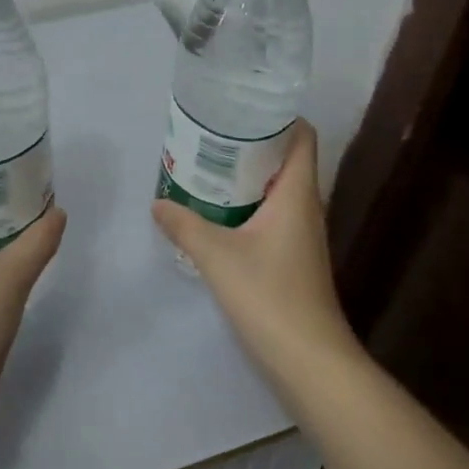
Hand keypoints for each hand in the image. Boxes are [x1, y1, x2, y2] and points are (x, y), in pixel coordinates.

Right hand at [151, 120, 360, 385]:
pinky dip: (249, 206)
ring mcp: (302, 235)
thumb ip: (185, 226)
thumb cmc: (269, 296)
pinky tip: (219, 215)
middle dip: (252, 144)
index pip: (302, 136)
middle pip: (286, 159)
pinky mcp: (294, 258)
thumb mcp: (217, 256)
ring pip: (278, 189)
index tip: (241, 108)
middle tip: (210, 136)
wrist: (310, 361)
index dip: (279, 116)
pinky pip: (273, 215)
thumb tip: (158, 203)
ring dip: (248, 177)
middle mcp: (306, 207)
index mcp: (297, 194)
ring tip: (208, 168)